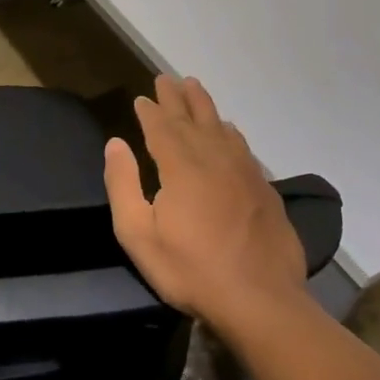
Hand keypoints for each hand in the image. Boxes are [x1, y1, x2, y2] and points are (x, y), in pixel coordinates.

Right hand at [103, 75, 306, 334]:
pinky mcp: (264, 189)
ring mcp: (244, 172)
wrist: (261, 300)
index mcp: (181, 166)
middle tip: (167, 78)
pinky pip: (243, 147)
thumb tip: (116, 143)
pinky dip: (230, 132)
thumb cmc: (191, 269)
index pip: (161, 127)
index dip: (150, 110)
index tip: (142, 97)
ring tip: (195, 88)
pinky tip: (229, 131)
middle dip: (177, 97)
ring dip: (205, 106)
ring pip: (221, 127)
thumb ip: (123, 184)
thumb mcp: (138, 234)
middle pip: (193, 118)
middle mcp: (214, 158)